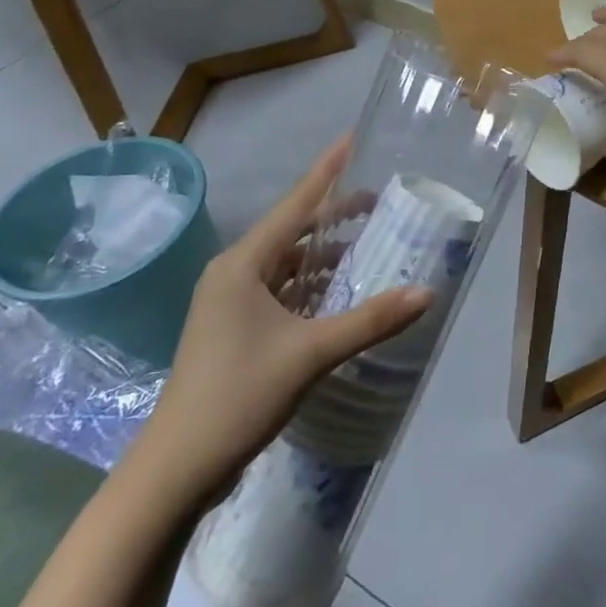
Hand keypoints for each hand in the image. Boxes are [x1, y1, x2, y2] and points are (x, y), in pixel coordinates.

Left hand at [128, 140, 430, 502]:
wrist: (177, 468)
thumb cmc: (238, 395)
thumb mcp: (310, 354)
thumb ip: (370, 320)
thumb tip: (427, 292)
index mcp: (243, 265)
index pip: (294, 205)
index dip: (326, 172)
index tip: (351, 139)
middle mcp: (235, 274)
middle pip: (293, 231)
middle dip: (334, 214)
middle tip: (379, 198)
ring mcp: (233, 303)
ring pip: (288, 262)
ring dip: (325, 251)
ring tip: (369, 238)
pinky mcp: (238, 329)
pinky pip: (284, 290)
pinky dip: (314, 283)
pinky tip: (343, 287)